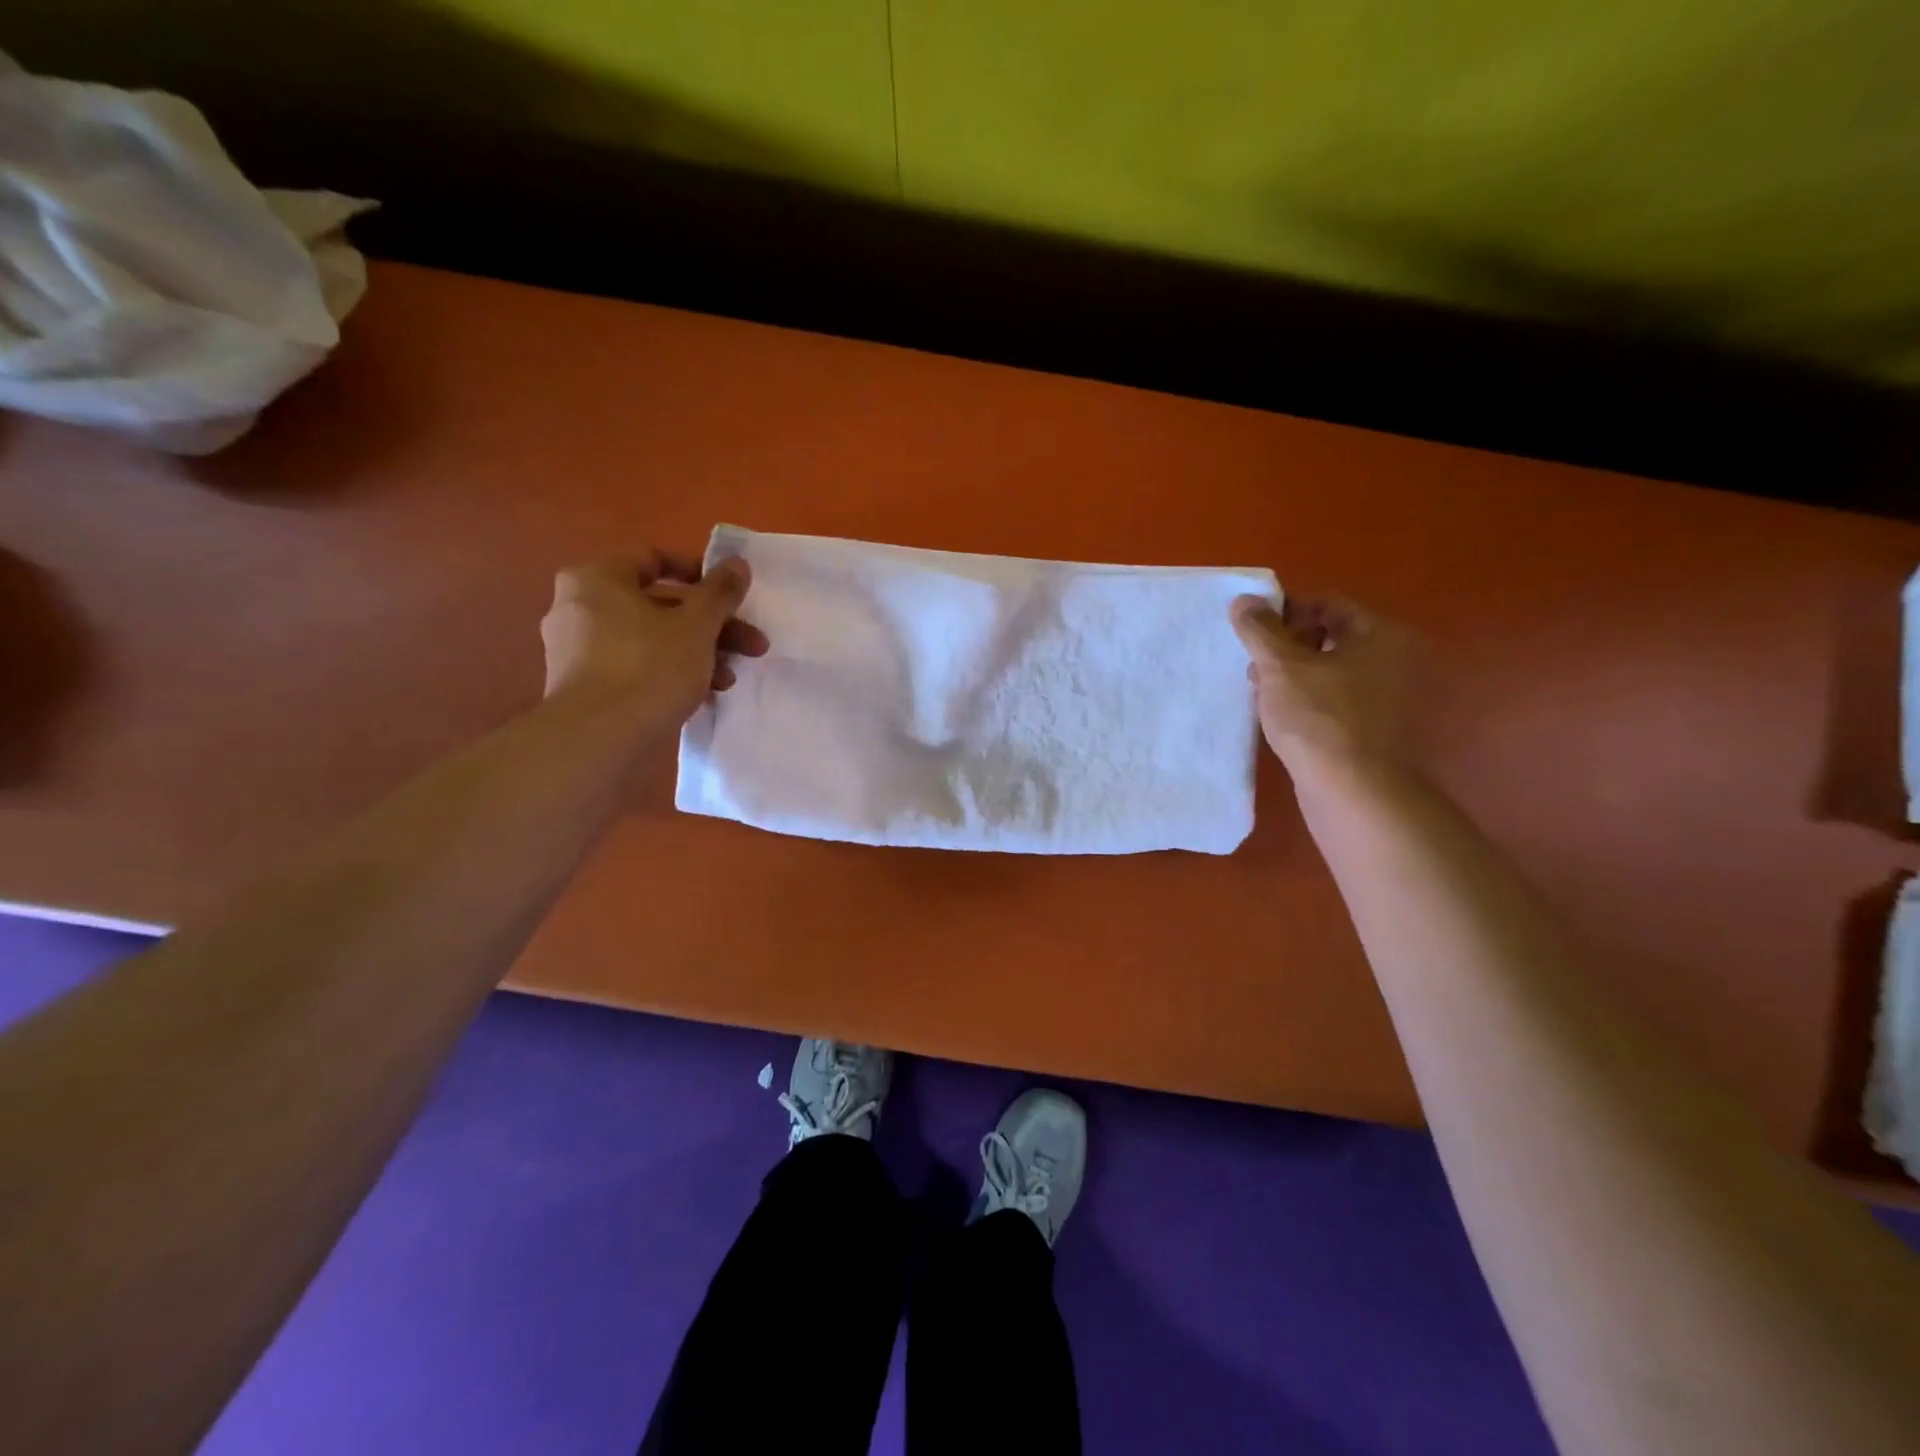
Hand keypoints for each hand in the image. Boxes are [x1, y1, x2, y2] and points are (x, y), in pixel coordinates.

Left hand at [540, 552, 768, 726]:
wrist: (598, 740)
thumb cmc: (649, 667)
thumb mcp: (698, 626)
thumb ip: (721, 592)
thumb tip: (738, 562)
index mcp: (597, 578)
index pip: (653, 558)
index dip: (699, 572)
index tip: (732, 595)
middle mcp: (578, 606)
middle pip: (659, 604)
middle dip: (711, 625)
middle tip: (750, 645)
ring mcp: (576, 649)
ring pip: (650, 638)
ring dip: (696, 652)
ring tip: (729, 679)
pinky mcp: (583, 686)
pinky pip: (635, 666)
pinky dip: (669, 672)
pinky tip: (702, 695)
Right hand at [1230, 593, 1414, 778]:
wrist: (1354, 792)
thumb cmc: (1320, 719)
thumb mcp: (1281, 666)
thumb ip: (1260, 629)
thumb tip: (1244, 599)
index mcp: (1382, 635)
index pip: (1328, 604)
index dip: (1286, 612)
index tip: (1253, 634)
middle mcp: (1395, 661)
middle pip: (1330, 637)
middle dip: (1286, 647)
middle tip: (1255, 667)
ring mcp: (1389, 699)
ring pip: (1330, 672)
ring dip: (1293, 676)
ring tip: (1262, 695)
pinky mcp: (1376, 731)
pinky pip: (1335, 701)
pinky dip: (1308, 702)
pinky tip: (1281, 719)